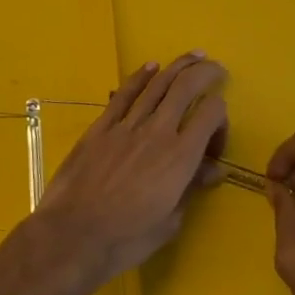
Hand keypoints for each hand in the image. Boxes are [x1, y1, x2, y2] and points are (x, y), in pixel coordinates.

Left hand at [31, 53, 227, 292]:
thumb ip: (192, 187)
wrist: (74, 235)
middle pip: (187, 86)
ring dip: (178, 66)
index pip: (211, 113)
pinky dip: (140, 76)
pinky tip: (151, 66)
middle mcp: (158, 131)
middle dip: (206, 72)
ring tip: (193, 56)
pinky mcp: (102, 126)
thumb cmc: (127, 238)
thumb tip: (214, 169)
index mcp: (181, 156)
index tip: (216, 138)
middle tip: (216, 69)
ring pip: (158, 83)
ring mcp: (128, 125)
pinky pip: (125, 93)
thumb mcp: (170, 221)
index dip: (221, 117)